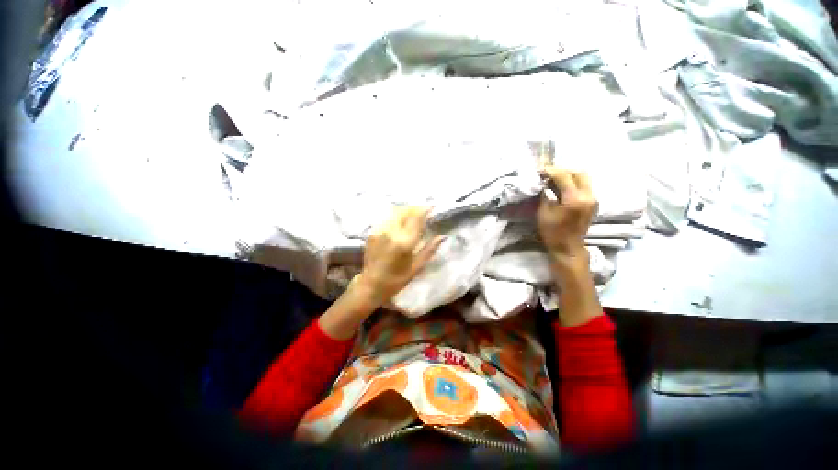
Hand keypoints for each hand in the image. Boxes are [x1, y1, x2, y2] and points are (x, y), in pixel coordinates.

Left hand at [356, 206, 443, 307]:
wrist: (370, 285)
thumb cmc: (396, 280)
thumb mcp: (416, 268)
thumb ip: (429, 250)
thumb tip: (442, 236)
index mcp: (404, 243)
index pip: (416, 218)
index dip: (425, 210)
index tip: (432, 207)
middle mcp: (390, 232)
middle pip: (404, 210)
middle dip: (415, 207)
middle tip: (423, 210)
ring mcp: (379, 230)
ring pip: (394, 211)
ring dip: (405, 209)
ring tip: (413, 213)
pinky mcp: (372, 232)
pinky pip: (386, 217)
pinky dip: (395, 214)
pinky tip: (400, 220)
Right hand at [538, 166, 602, 325]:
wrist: (568, 247)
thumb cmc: (553, 232)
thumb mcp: (544, 213)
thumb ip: (546, 196)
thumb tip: (545, 184)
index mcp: (575, 199)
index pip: (564, 176)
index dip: (551, 171)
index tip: (540, 170)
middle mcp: (588, 196)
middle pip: (579, 173)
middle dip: (563, 170)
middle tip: (549, 173)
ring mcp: (593, 199)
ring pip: (584, 178)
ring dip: (569, 175)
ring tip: (555, 179)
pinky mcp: (593, 203)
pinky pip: (585, 186)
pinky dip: (574, 182)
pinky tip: (563, 187)